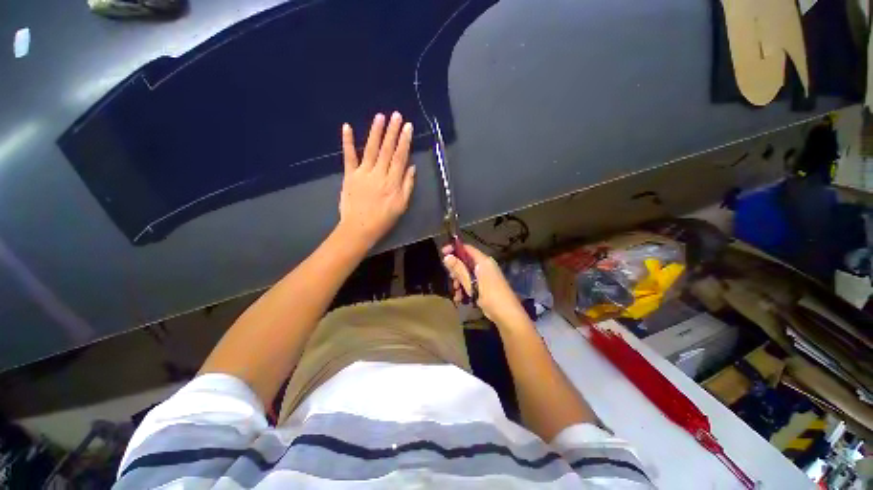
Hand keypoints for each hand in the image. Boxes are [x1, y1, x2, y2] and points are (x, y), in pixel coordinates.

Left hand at [338, 112, 415, 248]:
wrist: (359, 228)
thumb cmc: (383, 219)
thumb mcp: (402, 206)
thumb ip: (407, 186)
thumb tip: (411, 167)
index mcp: (392, 182)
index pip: (400, 157)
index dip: (404, 141)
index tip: (408, 127)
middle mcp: (378, 174)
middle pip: (387, 150)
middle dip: (392, 131)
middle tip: (396, 115)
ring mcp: (363, 173)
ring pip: (371, 149)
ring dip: (376, 132)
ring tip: (380, 117)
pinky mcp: (349, 175)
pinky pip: (349, 157)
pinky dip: (348, 142)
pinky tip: (347, 127)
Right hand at [442, 243, 528, 325]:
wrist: (507, 314)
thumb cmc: (489, 296)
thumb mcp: (471, 282)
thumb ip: (458, 269)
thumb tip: (446, 256)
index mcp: (483, 261)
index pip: (467, 248)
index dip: (454, 249)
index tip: (443, 254)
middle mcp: (485, 265)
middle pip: (466, 261)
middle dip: (456, 270)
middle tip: (450, 279)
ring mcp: (486, 275)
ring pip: (467, 273)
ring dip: (459, 281)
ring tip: (456, 292)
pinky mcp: (485, 285)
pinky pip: (472, 282)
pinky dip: (465, 288)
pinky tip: (460, 298)